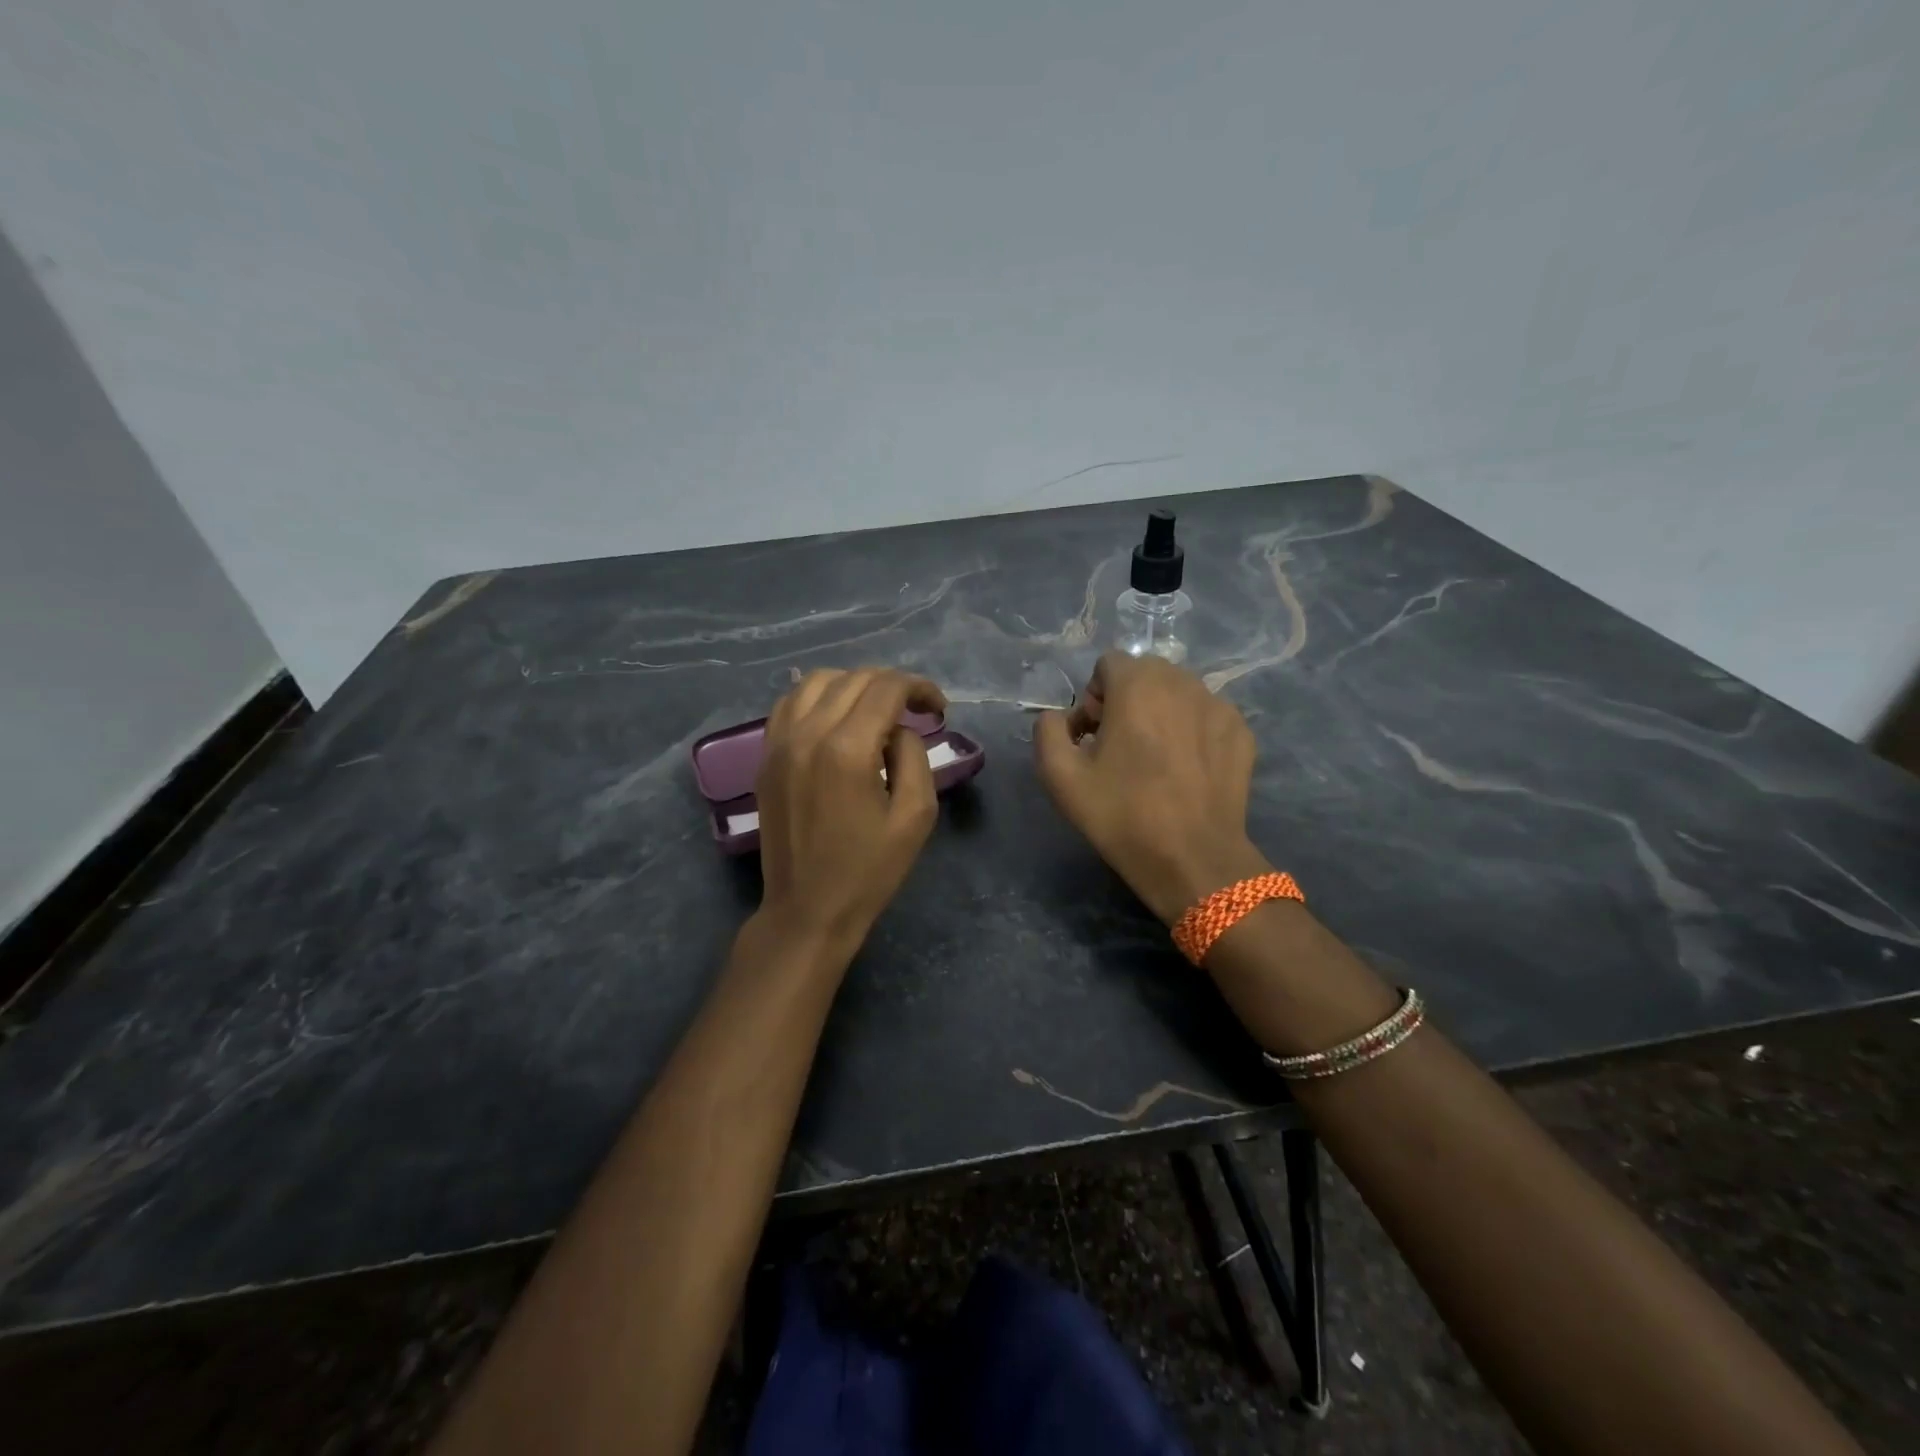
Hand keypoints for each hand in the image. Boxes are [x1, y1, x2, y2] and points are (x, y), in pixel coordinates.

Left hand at [755, 667, 947, 946]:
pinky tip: (836, 717)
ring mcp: (779, 743)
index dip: (919, 688)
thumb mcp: (916, 816)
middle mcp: (807, 733)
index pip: (886, 688)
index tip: (938, 708)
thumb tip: (898, 729)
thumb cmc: (868, 870)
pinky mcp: (766, 757)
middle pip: (854, 679)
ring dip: (854, 685)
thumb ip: (914, 757)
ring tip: (877, 709)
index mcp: (847, 749)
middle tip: (916, 710)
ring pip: (816, 681)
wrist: (807, 910)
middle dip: (892, 685)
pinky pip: (789, 704)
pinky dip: (818, 697)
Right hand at [1034, 652, 1270, 923]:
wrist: (1192, 859)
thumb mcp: (1060, 777)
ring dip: (1160, 713)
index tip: (1093, 737)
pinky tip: (1186, 770)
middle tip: (1120, 748)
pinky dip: (1192, 730)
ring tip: (1155, 760)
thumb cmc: (1121, 815)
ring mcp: (1218, 705)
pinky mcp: (1241, 732)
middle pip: (1145, 674)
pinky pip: (1206, 715)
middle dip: (1127, 700)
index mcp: (1137, 685)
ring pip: (1179, 692)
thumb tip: (1058, 717)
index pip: (1107, 664)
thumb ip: (1047, 730)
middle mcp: (1182, 682)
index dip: (1092, 698)